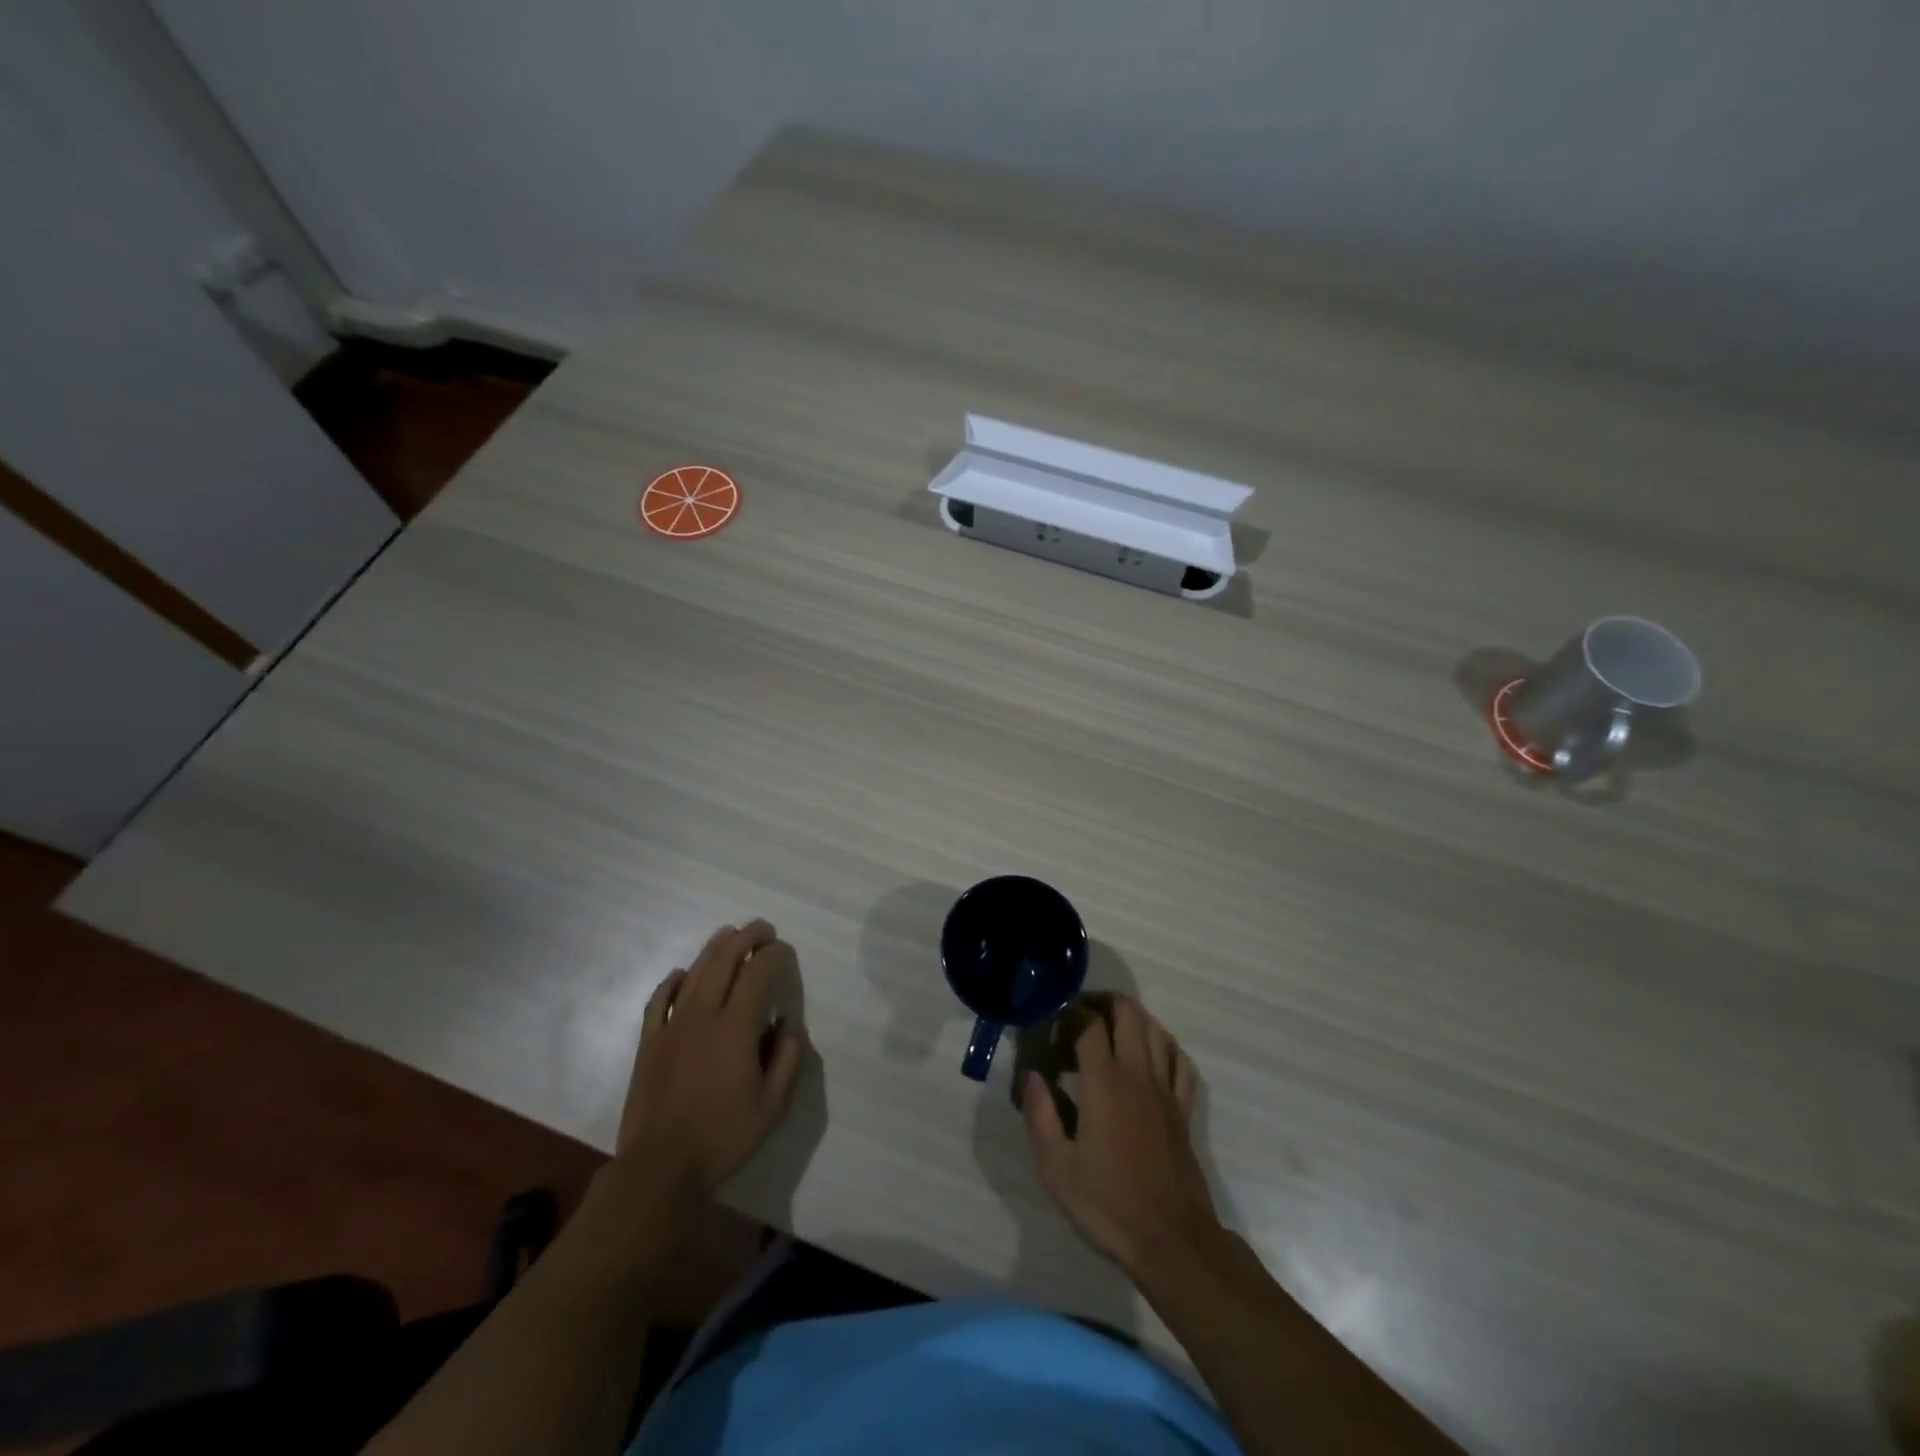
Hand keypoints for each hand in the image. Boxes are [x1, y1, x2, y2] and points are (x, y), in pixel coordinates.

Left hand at [616, 920, 806, 1198]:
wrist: (660, 1168)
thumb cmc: (723, 1136)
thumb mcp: (774, 1105)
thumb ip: (788, 1059)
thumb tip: (787, 1026)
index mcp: (736, 1026)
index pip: (758, 973)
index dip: (774, 955)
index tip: (785, 952)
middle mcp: (703, 1015)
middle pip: (724, 961)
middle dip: (746, 938)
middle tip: (762, 928)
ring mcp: (671, 1026)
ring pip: (693, 973)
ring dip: (713, 949)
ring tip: (729, 934)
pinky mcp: (649, 1043)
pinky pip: (658, 1000)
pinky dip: (671, 981)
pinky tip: (680, 974)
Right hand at [1024, 994, 1220, 1275]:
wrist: (1172, 1242)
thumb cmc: (1108, 1205)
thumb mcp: (1056, 1167)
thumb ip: (1040, 1115)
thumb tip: (1031, 1075)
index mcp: (1105, 1083)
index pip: (1088, 1023)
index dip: (1068, 1013)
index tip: (1051, 1024)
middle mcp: (1138, 1074)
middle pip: (1128, 1012)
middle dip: (1101, 1002)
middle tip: (1077, 1015)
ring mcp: (1166, 1089)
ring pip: (1156, 1029)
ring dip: (1131, 1017)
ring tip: (1108, 1028)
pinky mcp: (1183, 1109)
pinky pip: (1179, 1060)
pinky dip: (1162, 1045)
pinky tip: (1148, 1055)